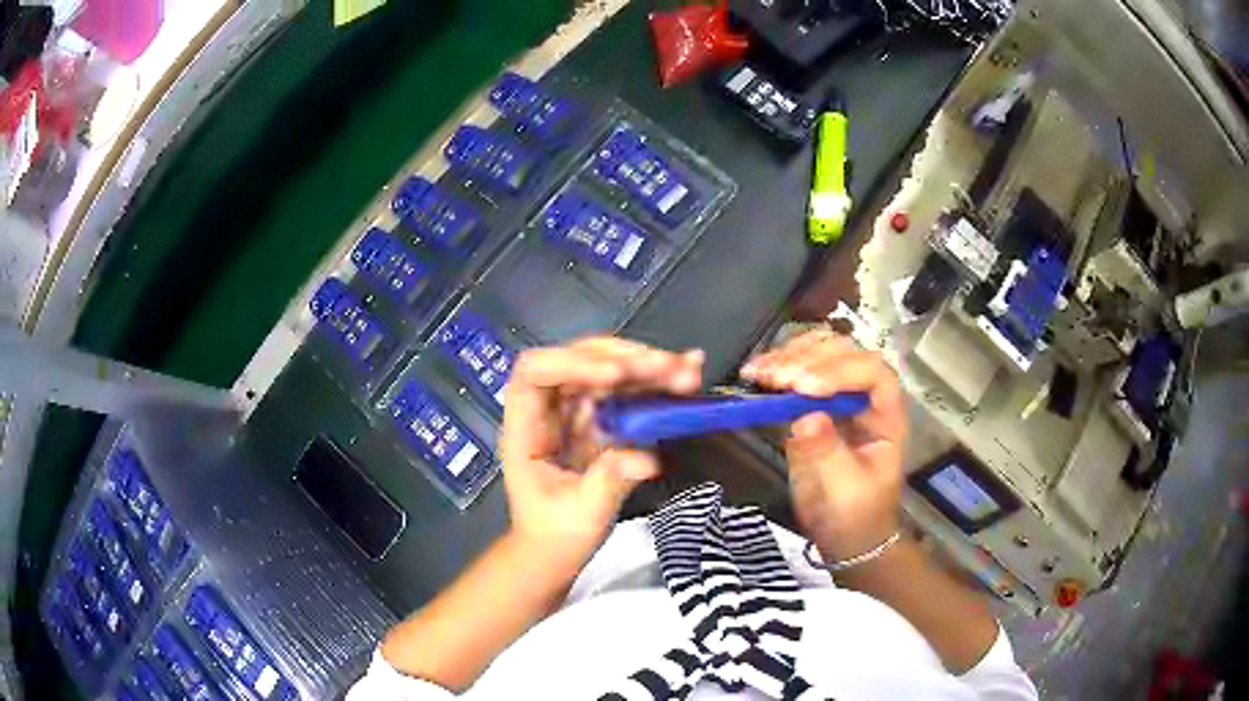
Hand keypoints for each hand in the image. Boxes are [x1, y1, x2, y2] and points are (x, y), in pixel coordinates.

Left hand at [502, 337, 703, 572]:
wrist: (555, 550)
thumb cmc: (555, 534)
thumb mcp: (581, 515)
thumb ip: (608, 482)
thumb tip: (646, 457)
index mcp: (527, 428)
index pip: (534, 373)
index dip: (572, 364)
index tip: (615, 377)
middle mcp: (549, 409)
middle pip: (578, 360)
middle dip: (625, 359)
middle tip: (668, 368)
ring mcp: (576, 410)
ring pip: (608, 369)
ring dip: (648, 365)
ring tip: (688, 369)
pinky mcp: (601, 418)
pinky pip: (627, 390)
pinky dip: (656, 381)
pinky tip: (687, 371)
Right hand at [741, 329, 905, 561]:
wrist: (844, 533)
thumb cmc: (857, 514)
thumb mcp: (846, 490)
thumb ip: (829, 453)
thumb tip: (805, 418)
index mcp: (886, 415)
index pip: (874, 375)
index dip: (842, 372)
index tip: (804, 388)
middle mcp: (864, 395)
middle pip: (845, 354)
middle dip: (809, 360)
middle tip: (776, 379)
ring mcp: (837, 395)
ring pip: (820, 354)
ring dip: (788, 356)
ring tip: (759, 372)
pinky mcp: (810, 404)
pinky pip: (796, 372)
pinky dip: (775, 367)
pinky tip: (755, 372)